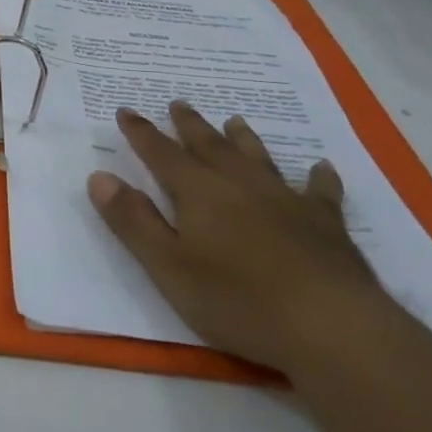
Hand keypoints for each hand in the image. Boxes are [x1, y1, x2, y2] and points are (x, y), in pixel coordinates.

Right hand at [87, 101, 399, 375]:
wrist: (332, 328)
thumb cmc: (238, 300)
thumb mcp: (169, 267)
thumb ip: (133, 221)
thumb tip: (99, 176)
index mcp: (197, 191)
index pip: (160, 153)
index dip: (140, 132)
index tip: (126, 110)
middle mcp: (239, 183)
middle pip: (209, 145)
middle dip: (189, 125)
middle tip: (178, 103)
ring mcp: (286, 200)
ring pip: (258, 158)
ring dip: (243, 139)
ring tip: (234, 120)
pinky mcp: (326, 224)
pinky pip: (320, 191)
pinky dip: (318, 177)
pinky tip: (321, 168)